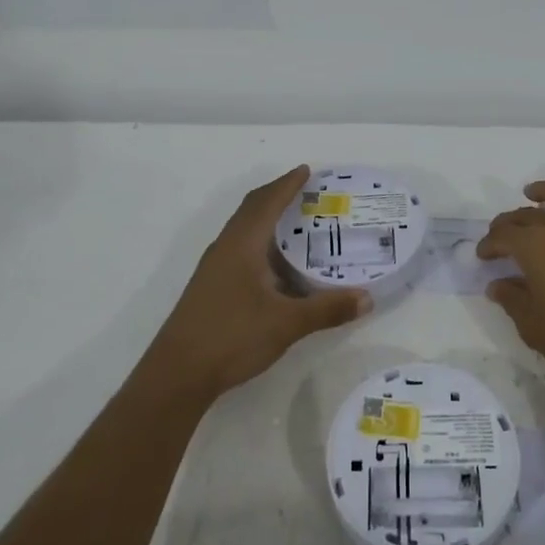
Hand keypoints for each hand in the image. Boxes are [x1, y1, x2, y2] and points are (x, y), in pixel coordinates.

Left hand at [150, 166, 372, 399]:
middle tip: (305, 190)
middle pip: (251, 209)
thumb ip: (327, 309)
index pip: (267, 202)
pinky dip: (259, 241)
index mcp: (242, 245)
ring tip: (294, 222)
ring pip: (243, 230)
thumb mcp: (286, 323)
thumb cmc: (231, 337)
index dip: (288, 184)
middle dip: (276, 195)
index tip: (307, 170)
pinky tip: (274, 264)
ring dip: (266, 218)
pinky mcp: (210, 287)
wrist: (177, 374)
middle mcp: (225, 248)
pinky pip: (239, 248)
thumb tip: (367, 299)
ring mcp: (214, 268)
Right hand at [476, 166, 544, 398]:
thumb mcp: (534, 327)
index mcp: (536, 247)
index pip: (503, 236)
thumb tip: (498, 285)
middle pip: (530, 215)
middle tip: (502, 236)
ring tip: (535, 193)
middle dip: (510, 223)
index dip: (489, 245)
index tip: (483, 257)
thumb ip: (513, 300)